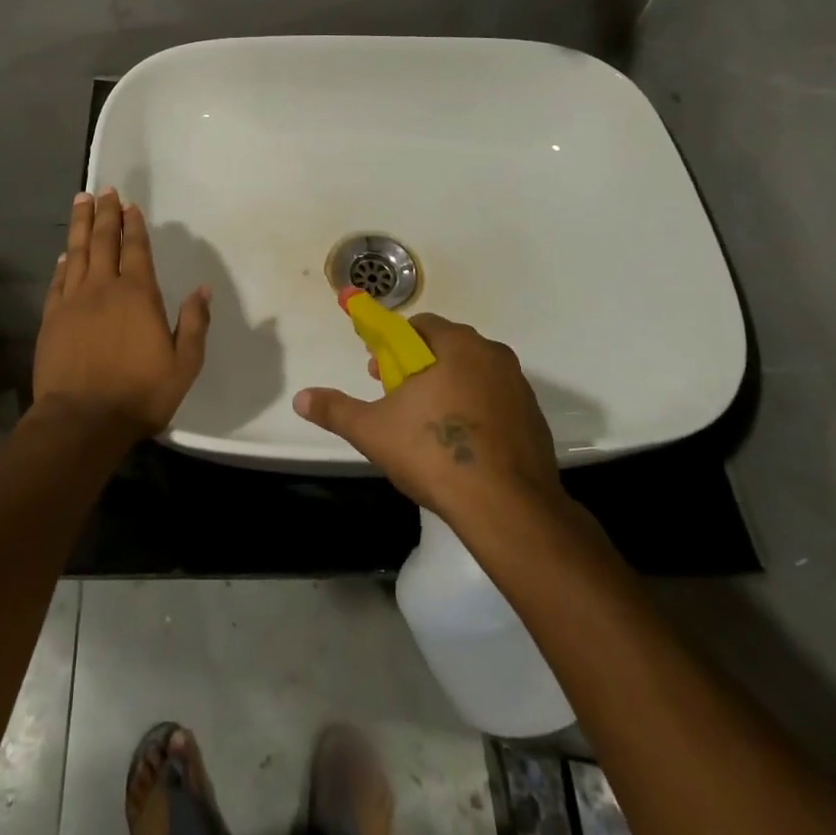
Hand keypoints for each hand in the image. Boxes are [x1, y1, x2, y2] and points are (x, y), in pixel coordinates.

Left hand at [32, 188, 211, 440]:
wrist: (81, 421)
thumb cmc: (139, 394)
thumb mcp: (184, 364)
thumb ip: (194, 323)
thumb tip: (202, 288)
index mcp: (138, 294)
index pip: (136, 248)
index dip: (133, 224)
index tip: (129, 205)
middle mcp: (104, 288)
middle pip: (103, 241)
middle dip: (104, 213)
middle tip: (103, 190)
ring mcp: (74, 301)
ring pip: (77, 253)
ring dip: (80, 225)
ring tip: (81, 201)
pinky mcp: (52, 319)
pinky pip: (58, 281)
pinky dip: (63, 263)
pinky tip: (65, 254)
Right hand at [293, 313, 566, 525]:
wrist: (507, 508)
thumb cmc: (434, 454)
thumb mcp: (373, 431)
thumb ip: (336, 410)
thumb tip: (301, 398)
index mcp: (456, 345)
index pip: (419, 326)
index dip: (392, 344)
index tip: (378, 372)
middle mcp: (492, 355)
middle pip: (447, 347)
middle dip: (418, 366)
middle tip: (397, 398)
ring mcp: (518, 387)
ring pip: (473, 374)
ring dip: (448, 387)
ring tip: (427, 425)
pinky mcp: (534, 419)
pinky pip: (496, 402)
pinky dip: (476, 412)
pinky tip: (461, 446)